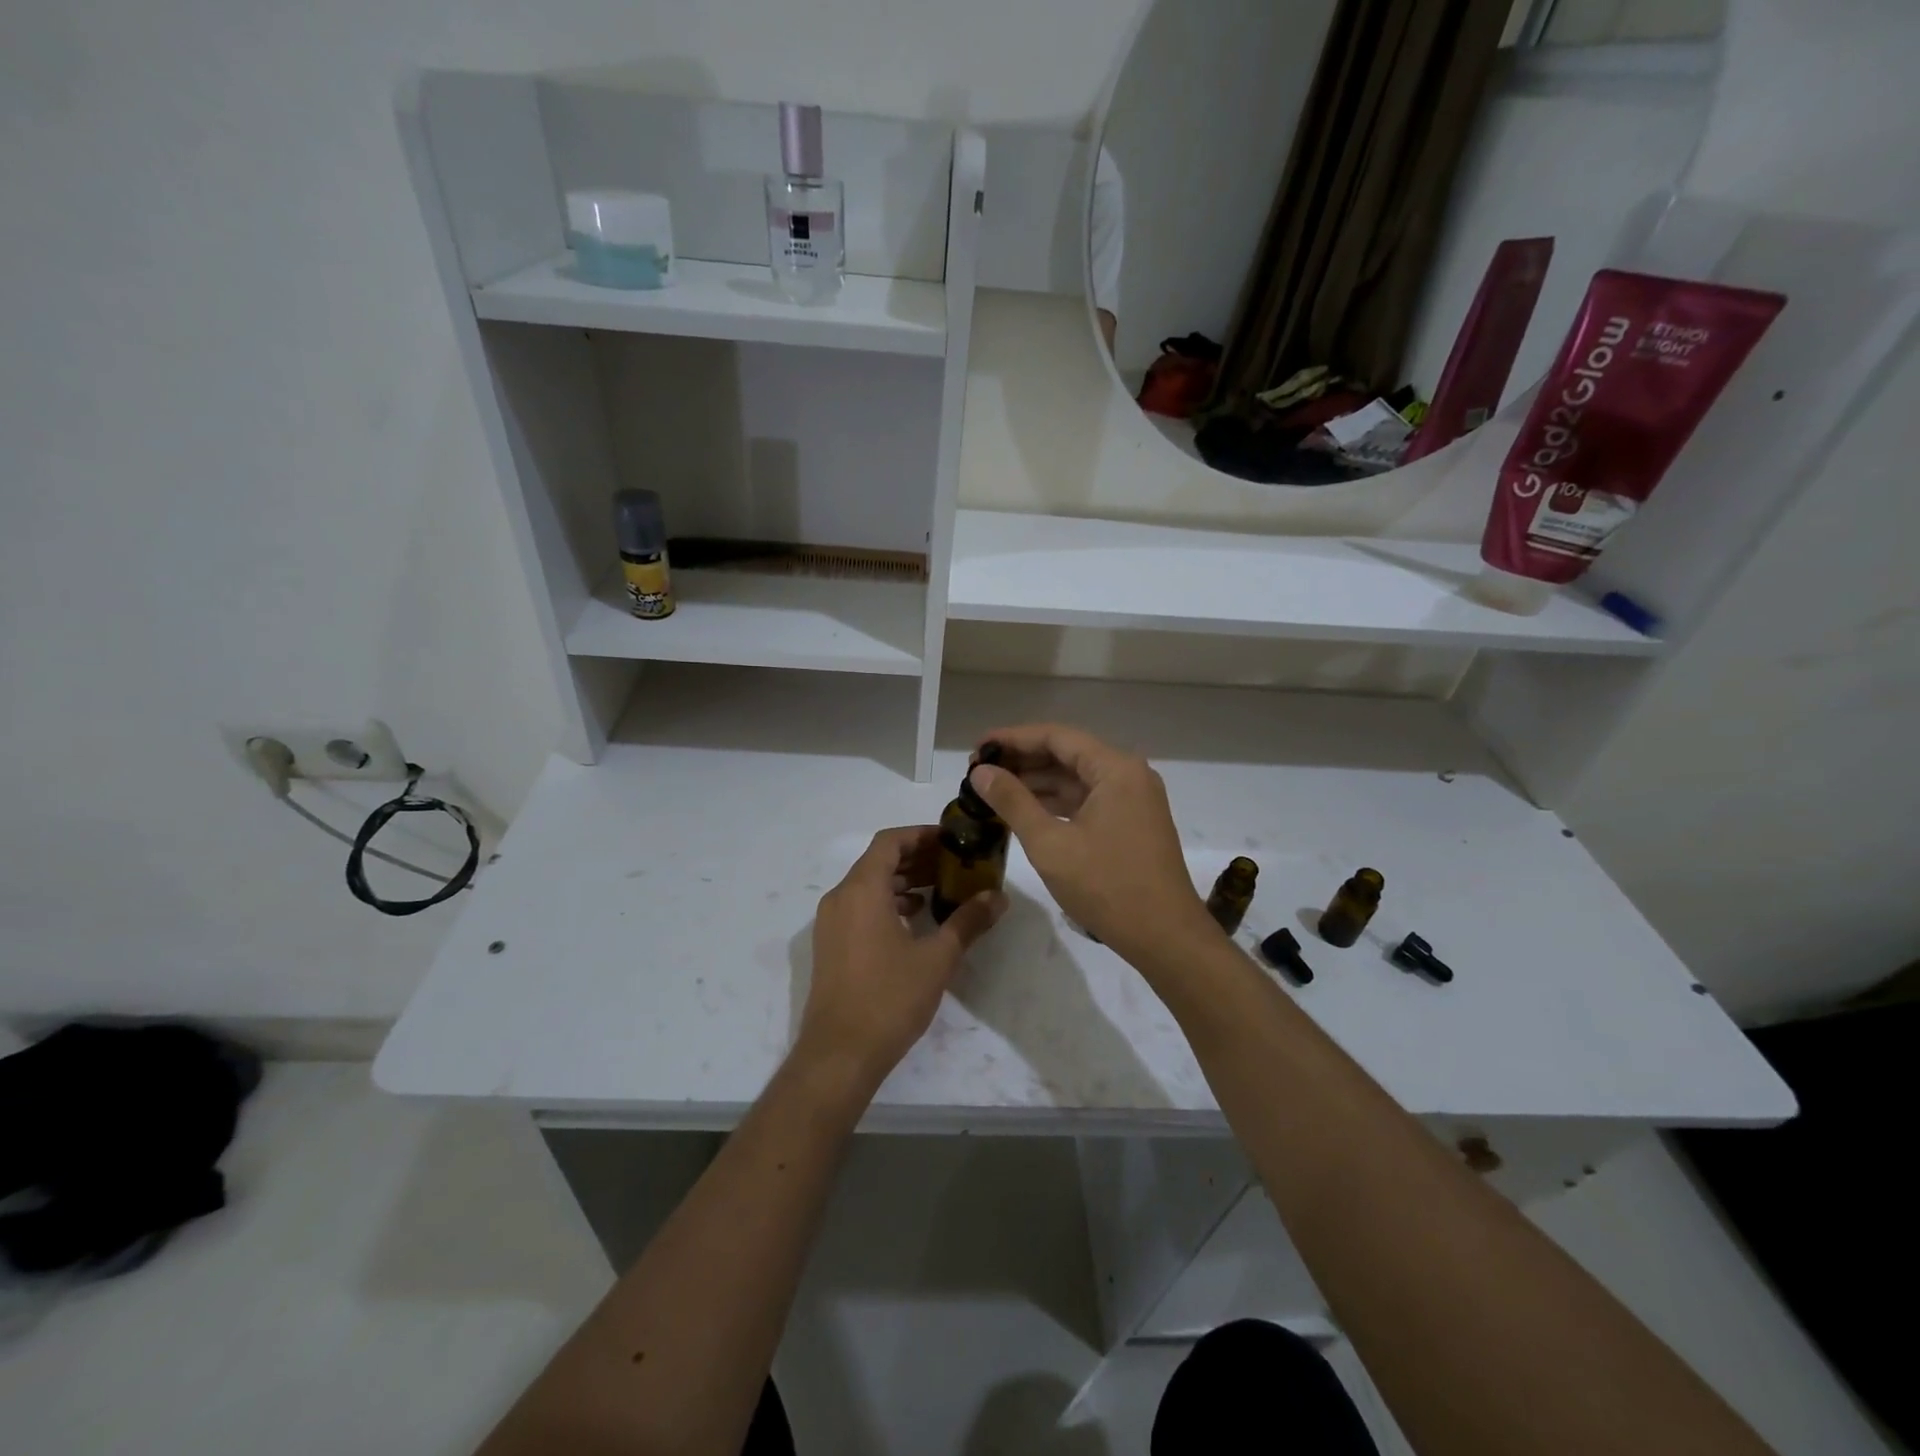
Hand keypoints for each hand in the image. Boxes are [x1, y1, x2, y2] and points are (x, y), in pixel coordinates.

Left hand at [799, 826, 1005, 1091]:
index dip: (921, 835)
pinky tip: (916, 921)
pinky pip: (861, 907)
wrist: (839, 1055)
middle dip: (917, 858)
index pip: (890, 841)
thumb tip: (998, 897)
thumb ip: (968, 921)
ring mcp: (831, 923)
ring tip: (941, 891)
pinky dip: (888, 904)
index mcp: (862, 890)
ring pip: (869, 885)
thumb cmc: (889, 998)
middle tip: (955, 864)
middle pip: (879, 861)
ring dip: (904, 882)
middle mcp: (840, 898)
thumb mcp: (937, 958)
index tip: (952, 840)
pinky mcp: (831, 946)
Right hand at [968, 725, 1214, 966]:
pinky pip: (1088, 800)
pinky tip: (1025, 811)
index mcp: (1115, 769)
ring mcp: (1133, 800)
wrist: (1166, 938)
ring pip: (1077, 779)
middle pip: (1067, 754)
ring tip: (993, 790)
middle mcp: (1128, 775)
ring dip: (1037, 782)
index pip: (1056, 737)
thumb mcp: (1050, 844)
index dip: (1012, 738)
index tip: (977, 748)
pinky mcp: (1131, 824)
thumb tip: (980, 772)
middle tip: (979, 771)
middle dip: (1022, 760)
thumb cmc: (1107, 887)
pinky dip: (1056, 803)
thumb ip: (1013, 802)